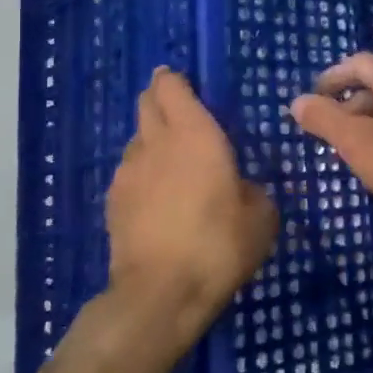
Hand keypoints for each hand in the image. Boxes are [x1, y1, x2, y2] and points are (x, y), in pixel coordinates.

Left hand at [105, 68, 278, 357]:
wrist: (161, 293)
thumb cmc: (218, 244)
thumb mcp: (260, 216)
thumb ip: (251, 189)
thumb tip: (240, 186)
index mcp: (194, 133)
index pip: (171, 85)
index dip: (176, 80)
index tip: (188, 84)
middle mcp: (155, 142)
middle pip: (147, 103)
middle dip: (161, 101)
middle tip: (183, 115)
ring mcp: (128, 172)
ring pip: (137, 140)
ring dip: (152, 141)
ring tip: (174, 165)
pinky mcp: (112, 202)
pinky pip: (129, 173)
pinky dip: (143, 175)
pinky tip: (158, 200)